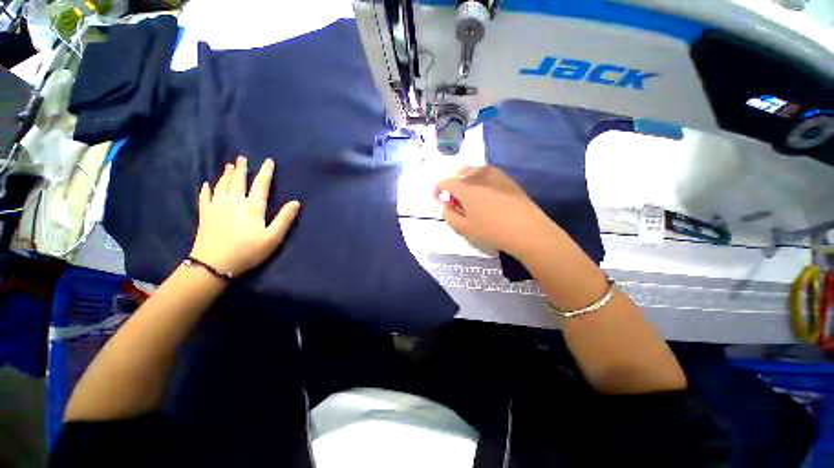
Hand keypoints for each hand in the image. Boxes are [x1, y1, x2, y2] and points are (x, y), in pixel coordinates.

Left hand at [190, 156, 299, 275]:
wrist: (214, 264)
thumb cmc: (248, 251)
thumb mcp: (272, 238)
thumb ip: (284, 219)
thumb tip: (296, 202)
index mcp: (252, 207)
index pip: (261, 185)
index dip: (265, 172)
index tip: (268, 161)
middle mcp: (234, 202)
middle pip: (238, 181)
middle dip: (241, 169)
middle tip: (241, 158)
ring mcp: (217, 207)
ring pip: (222, 185)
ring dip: (226, 174)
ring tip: (229, 165)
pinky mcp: (205, 214)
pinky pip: (205, 197)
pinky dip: (206, 189)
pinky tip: (206, 184)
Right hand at [434, 165, 554, 258]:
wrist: (527, 230)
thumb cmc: (492, 231)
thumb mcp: (464, 229)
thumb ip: (449, 215)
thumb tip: (447, 205)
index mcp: (465, 187)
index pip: (445, 181)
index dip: (437, 189)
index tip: (438, 199)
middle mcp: (478, 175)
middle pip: (458, 172)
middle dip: (451, 183)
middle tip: (454, 199)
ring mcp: (494, 174)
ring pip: (473, 170)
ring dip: (465, 180)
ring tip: (468, 196)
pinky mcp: (506, 178)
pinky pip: (486, 173)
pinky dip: (478, 179)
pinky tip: (484, 194)